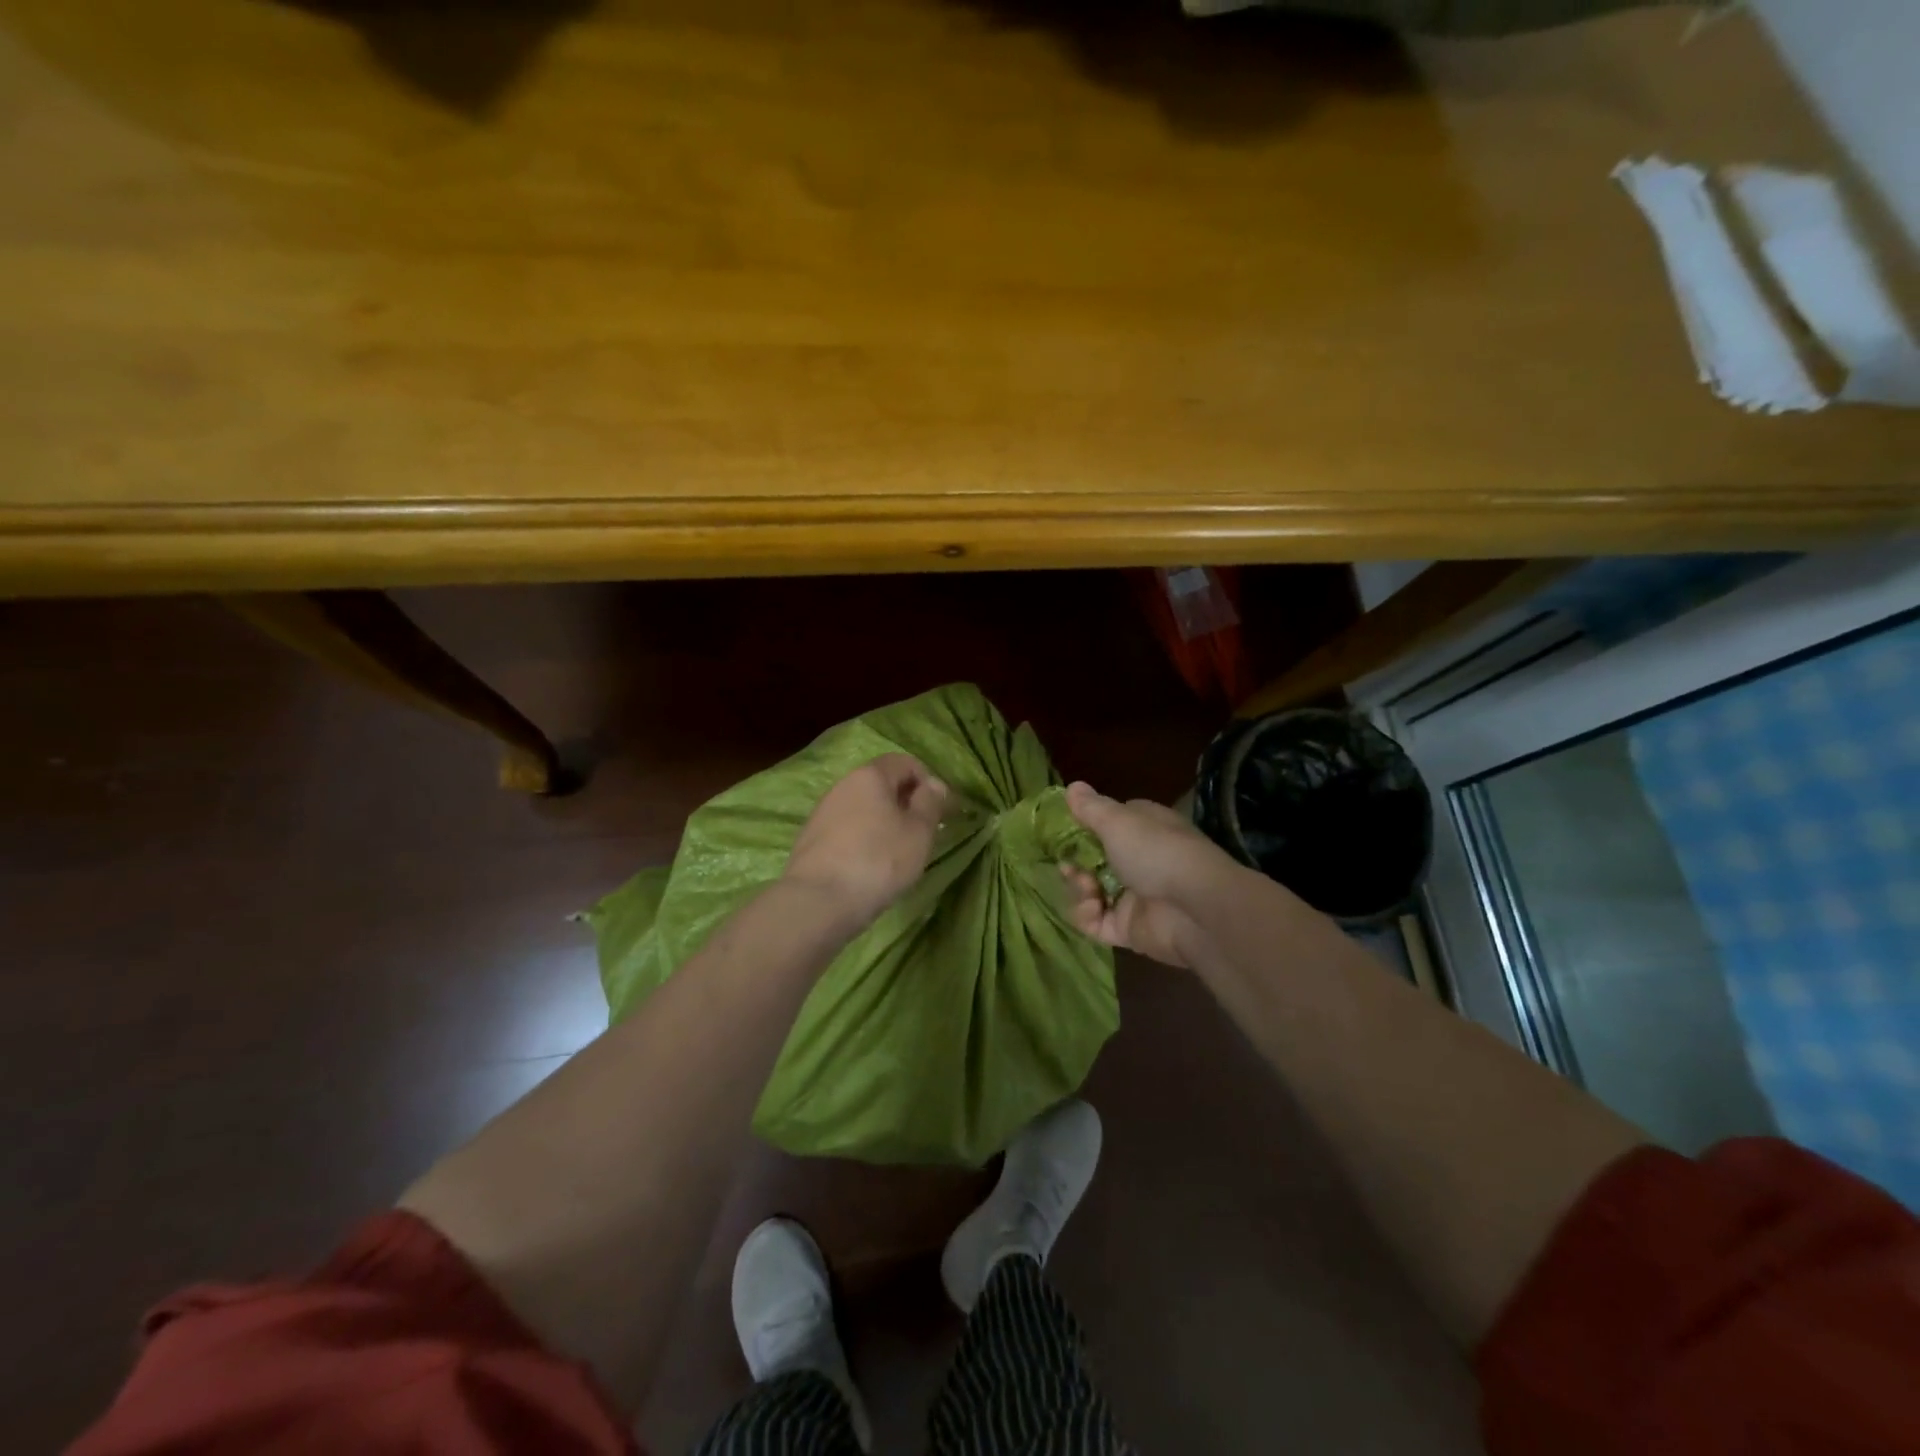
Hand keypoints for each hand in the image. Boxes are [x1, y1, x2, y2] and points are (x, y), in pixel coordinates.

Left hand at [782, 754, 947, 929]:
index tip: (941, 810)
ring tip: (898, 852)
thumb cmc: (879, 860)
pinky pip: (847, 828)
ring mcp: (823, 811)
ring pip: (863, 807)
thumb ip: (930, 803)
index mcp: (870, 775)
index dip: (927, 781)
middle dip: (905, 802)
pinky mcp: (811, 838)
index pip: (904, 762)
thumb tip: (933, 784)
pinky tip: (871, 865)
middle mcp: (843, 785)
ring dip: (884, 822)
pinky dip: (864, 838)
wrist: (819, 901)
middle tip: (923, 832)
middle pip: (881, 783)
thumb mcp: (919, 832)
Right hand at [1059, 781, 1235, 971]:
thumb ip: (1090, 807)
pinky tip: (1091, 909)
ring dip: (1079, 890)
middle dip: (1075, 863)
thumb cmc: (1156, 852)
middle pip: (1093, 861)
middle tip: (1068, 867)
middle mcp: (1139, 860)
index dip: (1083, 827)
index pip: (1108, 824)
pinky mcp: (1128, 929)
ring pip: (1091, 892)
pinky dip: (1087, 916)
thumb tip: (1072, 786)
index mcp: (1142, 829)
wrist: (1194, 909)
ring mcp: (1133, 896)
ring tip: (1088, 890)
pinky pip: (1096, 923)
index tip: (1062, 832)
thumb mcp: (1118, 821)